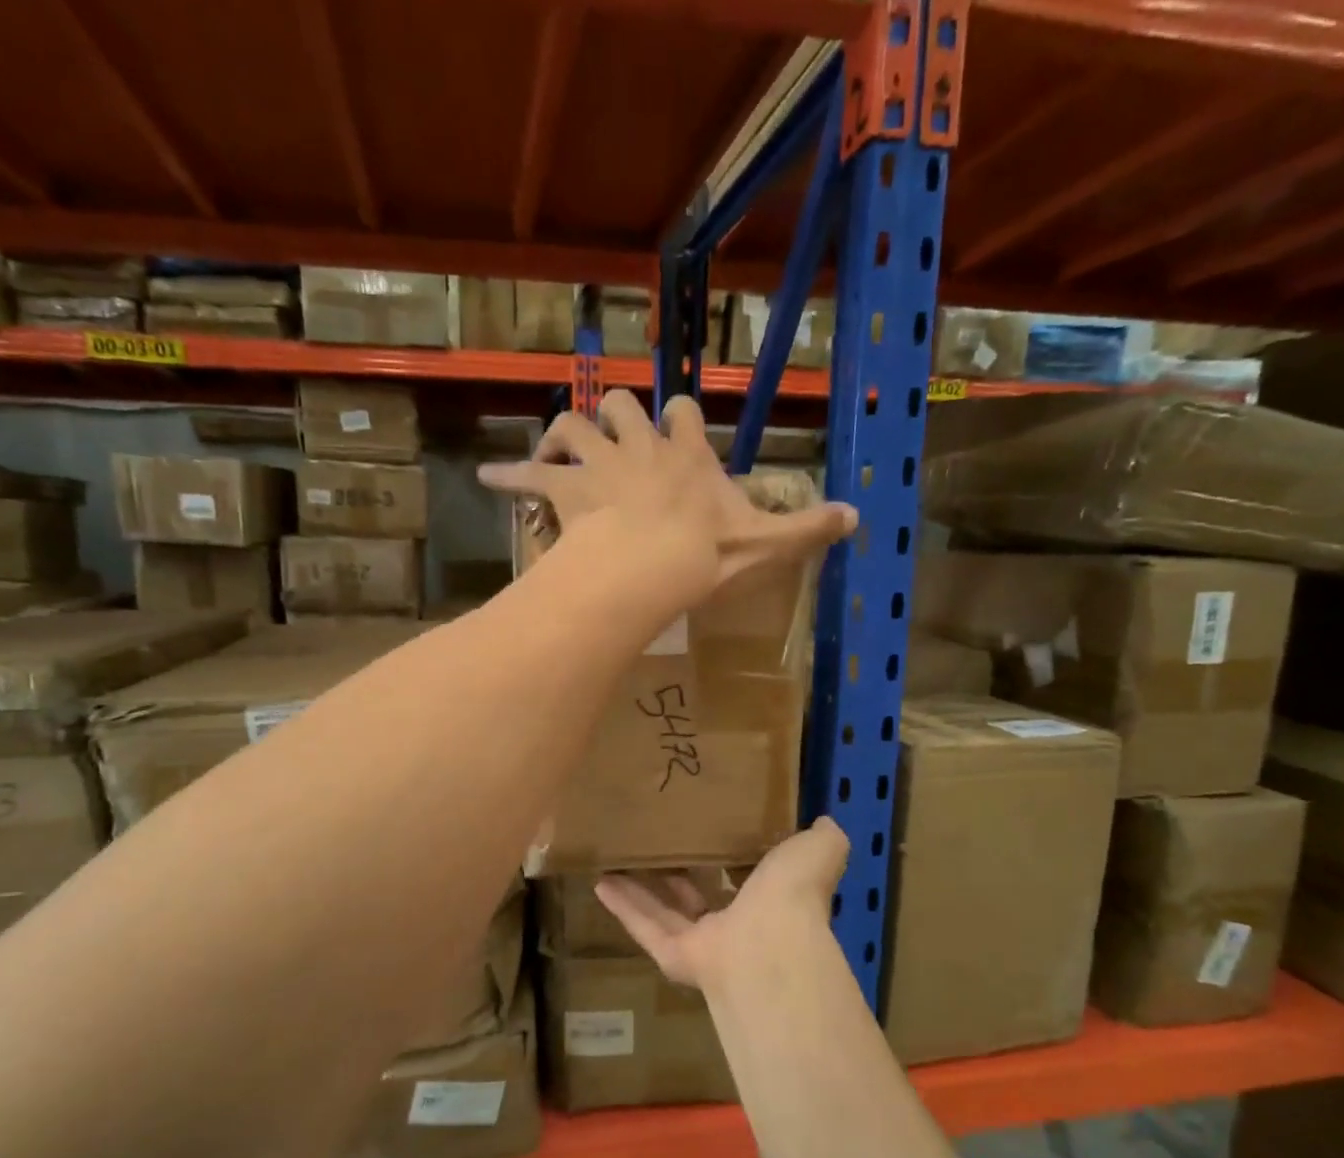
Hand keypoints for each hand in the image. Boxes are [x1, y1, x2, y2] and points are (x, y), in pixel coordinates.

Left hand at [479, 391, 855, 607]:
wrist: (648, 568)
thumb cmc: (704, 555)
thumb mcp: (765, 544)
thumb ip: (808, 529)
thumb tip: (859, 518)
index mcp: (687, 454)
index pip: (685, 413)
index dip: (680, 420)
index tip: (678, 431)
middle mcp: (640, 446)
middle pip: (620, 404)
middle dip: (616, 414)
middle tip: (611, 438)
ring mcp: (598, 463)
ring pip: (573, 424)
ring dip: (564, 433)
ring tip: (557, 450)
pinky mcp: (564, 489)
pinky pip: (527, 475)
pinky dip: (506, 475)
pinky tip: (485, 477)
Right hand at [594, 817, 849, 994]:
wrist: (769, 944)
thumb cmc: (793, 892)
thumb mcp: (817, 849)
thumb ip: (823, 837)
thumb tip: (826, 819)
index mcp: (771, 899)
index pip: (748, 877)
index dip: (730, 855)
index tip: (710, 826)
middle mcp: (737, 924)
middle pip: (700, 895)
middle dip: (679, 871)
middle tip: (657, 841)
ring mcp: (704, 943)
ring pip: (665, 912)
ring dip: (641, 888)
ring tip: (617, 859)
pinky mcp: (675, 956)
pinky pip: (644, 929)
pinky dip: (623, 907)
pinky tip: (600, 882)